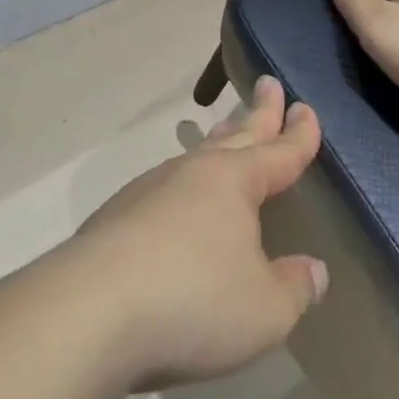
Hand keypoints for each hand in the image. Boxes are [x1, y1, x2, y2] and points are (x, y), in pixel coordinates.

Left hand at [64, 77, 327, 392]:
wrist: (85, 314)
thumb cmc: (192, 302)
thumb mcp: (265, 310)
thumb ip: (294, 288)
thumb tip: (313, 270)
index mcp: (233, 182)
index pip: (278, 152)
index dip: (298, 134)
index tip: (306, 108)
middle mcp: (191, 174)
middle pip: (235, 136)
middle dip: (258, 112)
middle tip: (269, 84)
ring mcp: (148, 191)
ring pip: (195, 156)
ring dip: (217, 141)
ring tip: (227, 132)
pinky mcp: (114, 217)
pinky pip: (163, 188)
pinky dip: (182, 184)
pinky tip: (176, 201)